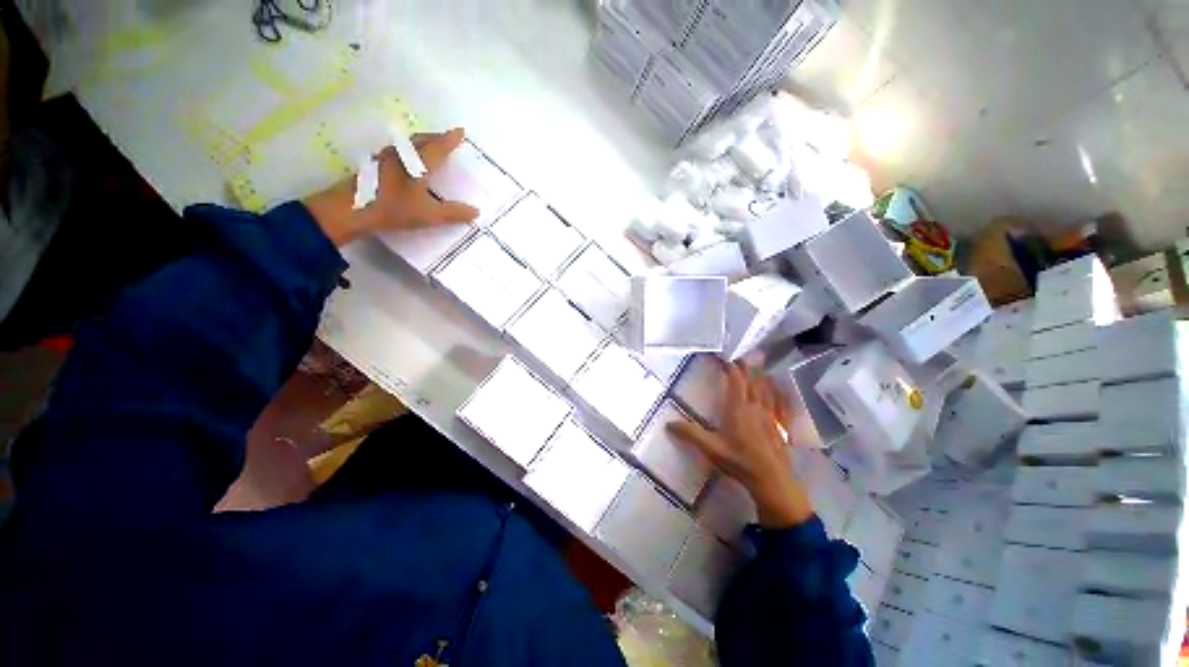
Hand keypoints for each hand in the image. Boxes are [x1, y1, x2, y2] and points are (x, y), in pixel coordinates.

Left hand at [303, 128, 479, 246]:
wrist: (352, 208)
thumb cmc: (394, 209)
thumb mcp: (428, 215)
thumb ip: (453, 213)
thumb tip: (476, 212)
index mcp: (418, 164)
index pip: (439, 147)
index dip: (451, 139)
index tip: (461, 131)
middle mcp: (403, 154)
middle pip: (423, 139)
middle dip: (437, 137)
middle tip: (448, 137)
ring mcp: (387, 156)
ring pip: (409, 143)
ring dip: (423, 141)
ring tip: (431, 145)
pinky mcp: (376, 163)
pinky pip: (399, 149)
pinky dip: (410, 149)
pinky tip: (408, 159)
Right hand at [668, 360, 813, 528]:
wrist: (772, 481)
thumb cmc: (740, 462)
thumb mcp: (710, 448)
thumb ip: (690, 434)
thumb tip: (668, 424)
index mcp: (738, 409)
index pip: (736, 380)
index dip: (731, 366)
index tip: (724, 357)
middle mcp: (755, 407)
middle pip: (752, 380)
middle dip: (746, 366)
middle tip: (740, 357)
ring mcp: (769, 416)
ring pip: (766, 389)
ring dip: (760, 376)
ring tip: (757, 367)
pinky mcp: (778, 426)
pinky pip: (777, 402)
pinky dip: (775, 392)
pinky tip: (776, 391)